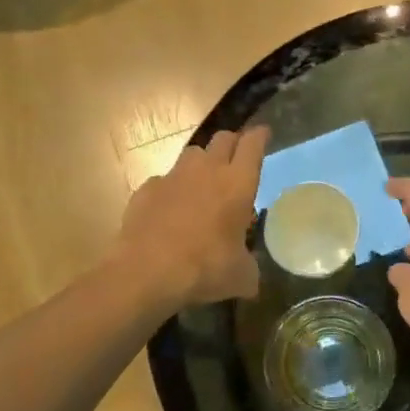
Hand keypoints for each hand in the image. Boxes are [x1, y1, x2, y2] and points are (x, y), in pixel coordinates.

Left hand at [117, 127, 268, 308]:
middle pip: (223, 139)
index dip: (260, 136)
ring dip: (202, 163)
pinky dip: (172, 190)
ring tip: (203, 183)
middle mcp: (207, 171)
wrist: (147, 272)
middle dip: (232, 143)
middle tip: (236, 158)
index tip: (263, 134)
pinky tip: (171, 210)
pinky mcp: (146, 189)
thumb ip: (249, 266)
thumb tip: (249, 274)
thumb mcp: (241, 277)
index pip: (253, 145)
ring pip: (193, 154)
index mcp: (238, 184)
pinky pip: (164, 180)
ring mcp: (173, 177)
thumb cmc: (206, 269)